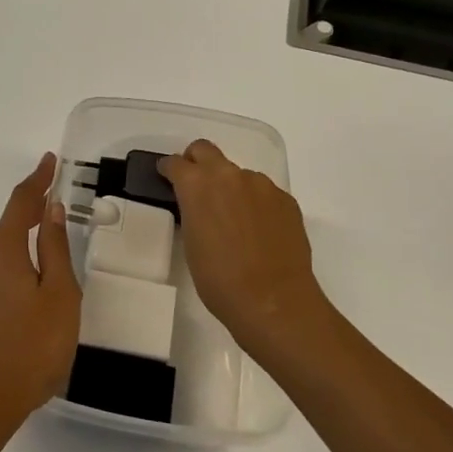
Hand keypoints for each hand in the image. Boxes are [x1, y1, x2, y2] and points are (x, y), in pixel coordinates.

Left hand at [0, 153, 81, 429]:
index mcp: (6, 251)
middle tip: (51, 197)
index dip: (37, 181)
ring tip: (33, 229)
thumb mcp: (59, 295)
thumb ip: (54, 249)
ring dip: (13, 234)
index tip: (48, 160)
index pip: (22, 203)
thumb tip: (50, 208)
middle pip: (8, 224)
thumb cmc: (34, 346)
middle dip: (29, 208)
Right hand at [158, 140, 334, 360]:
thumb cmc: (219, 279)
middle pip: (206, 150)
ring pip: (238, 174)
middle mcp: (229, 175)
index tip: (166, 178)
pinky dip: (255, 204)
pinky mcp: (286, 199)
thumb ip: (193, 212)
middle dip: (196, 161)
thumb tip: (200, 208)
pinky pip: (263, 192)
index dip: (168, 170)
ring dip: (231, 187)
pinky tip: (258, 231)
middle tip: (195, 186)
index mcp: (198, 185)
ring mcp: (262, 185)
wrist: (273, 301)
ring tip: (234, 220)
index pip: (175, 163)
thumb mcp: (191, 243)